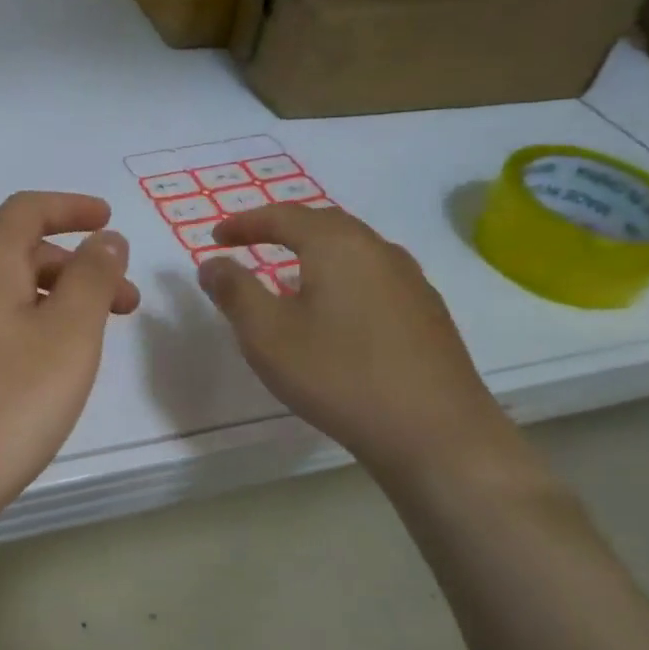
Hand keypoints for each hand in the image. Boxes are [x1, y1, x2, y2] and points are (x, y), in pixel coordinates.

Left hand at [0, 192, 138, 560]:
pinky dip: (15, 330)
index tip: (108, 220)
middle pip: (14, 255)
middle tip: (122, 307)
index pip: (26, 211)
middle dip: (74, 270)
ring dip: (46, 303)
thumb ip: (92, 279)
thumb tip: (104, 239)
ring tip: (82, 345)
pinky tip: (29, 374)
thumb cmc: (3, 407)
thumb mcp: (68, 338)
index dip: (71, 207)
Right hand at [197, 204, 518, 481]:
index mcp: (338, 246)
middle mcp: (379, 251)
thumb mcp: (267, 335)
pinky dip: (341, 277)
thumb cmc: (338, 375)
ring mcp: (411, 281)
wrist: (435, 432)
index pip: (284, 217)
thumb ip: (234, 292)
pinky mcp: (427, 313)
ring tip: (288, 273)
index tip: (216, 237)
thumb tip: (213, 262)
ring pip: (353, 250)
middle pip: (324, 224)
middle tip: (250, 242)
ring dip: (315, 252)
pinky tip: (334, 310)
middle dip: (282, 229)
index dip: (245, 223)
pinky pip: (373, 277)